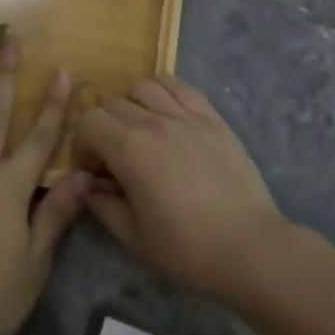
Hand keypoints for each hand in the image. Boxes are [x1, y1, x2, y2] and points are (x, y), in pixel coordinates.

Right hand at [77, 75, 287, 299]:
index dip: (85, 143)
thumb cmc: (186, 248)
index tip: (96, 169)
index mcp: (129, 149)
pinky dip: (166, 92)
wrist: (248, 247)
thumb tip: (89, 186)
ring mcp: (186, 115)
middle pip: (113, 102)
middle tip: (117, 156)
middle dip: (105, 126)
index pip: (90, 120)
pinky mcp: (212, 117)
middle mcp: (154, 121)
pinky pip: (181, 86)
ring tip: (143, 131)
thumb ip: (102, 205)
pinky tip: (169, 116)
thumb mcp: (133, 237)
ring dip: (134, 104)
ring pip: (145, 86)